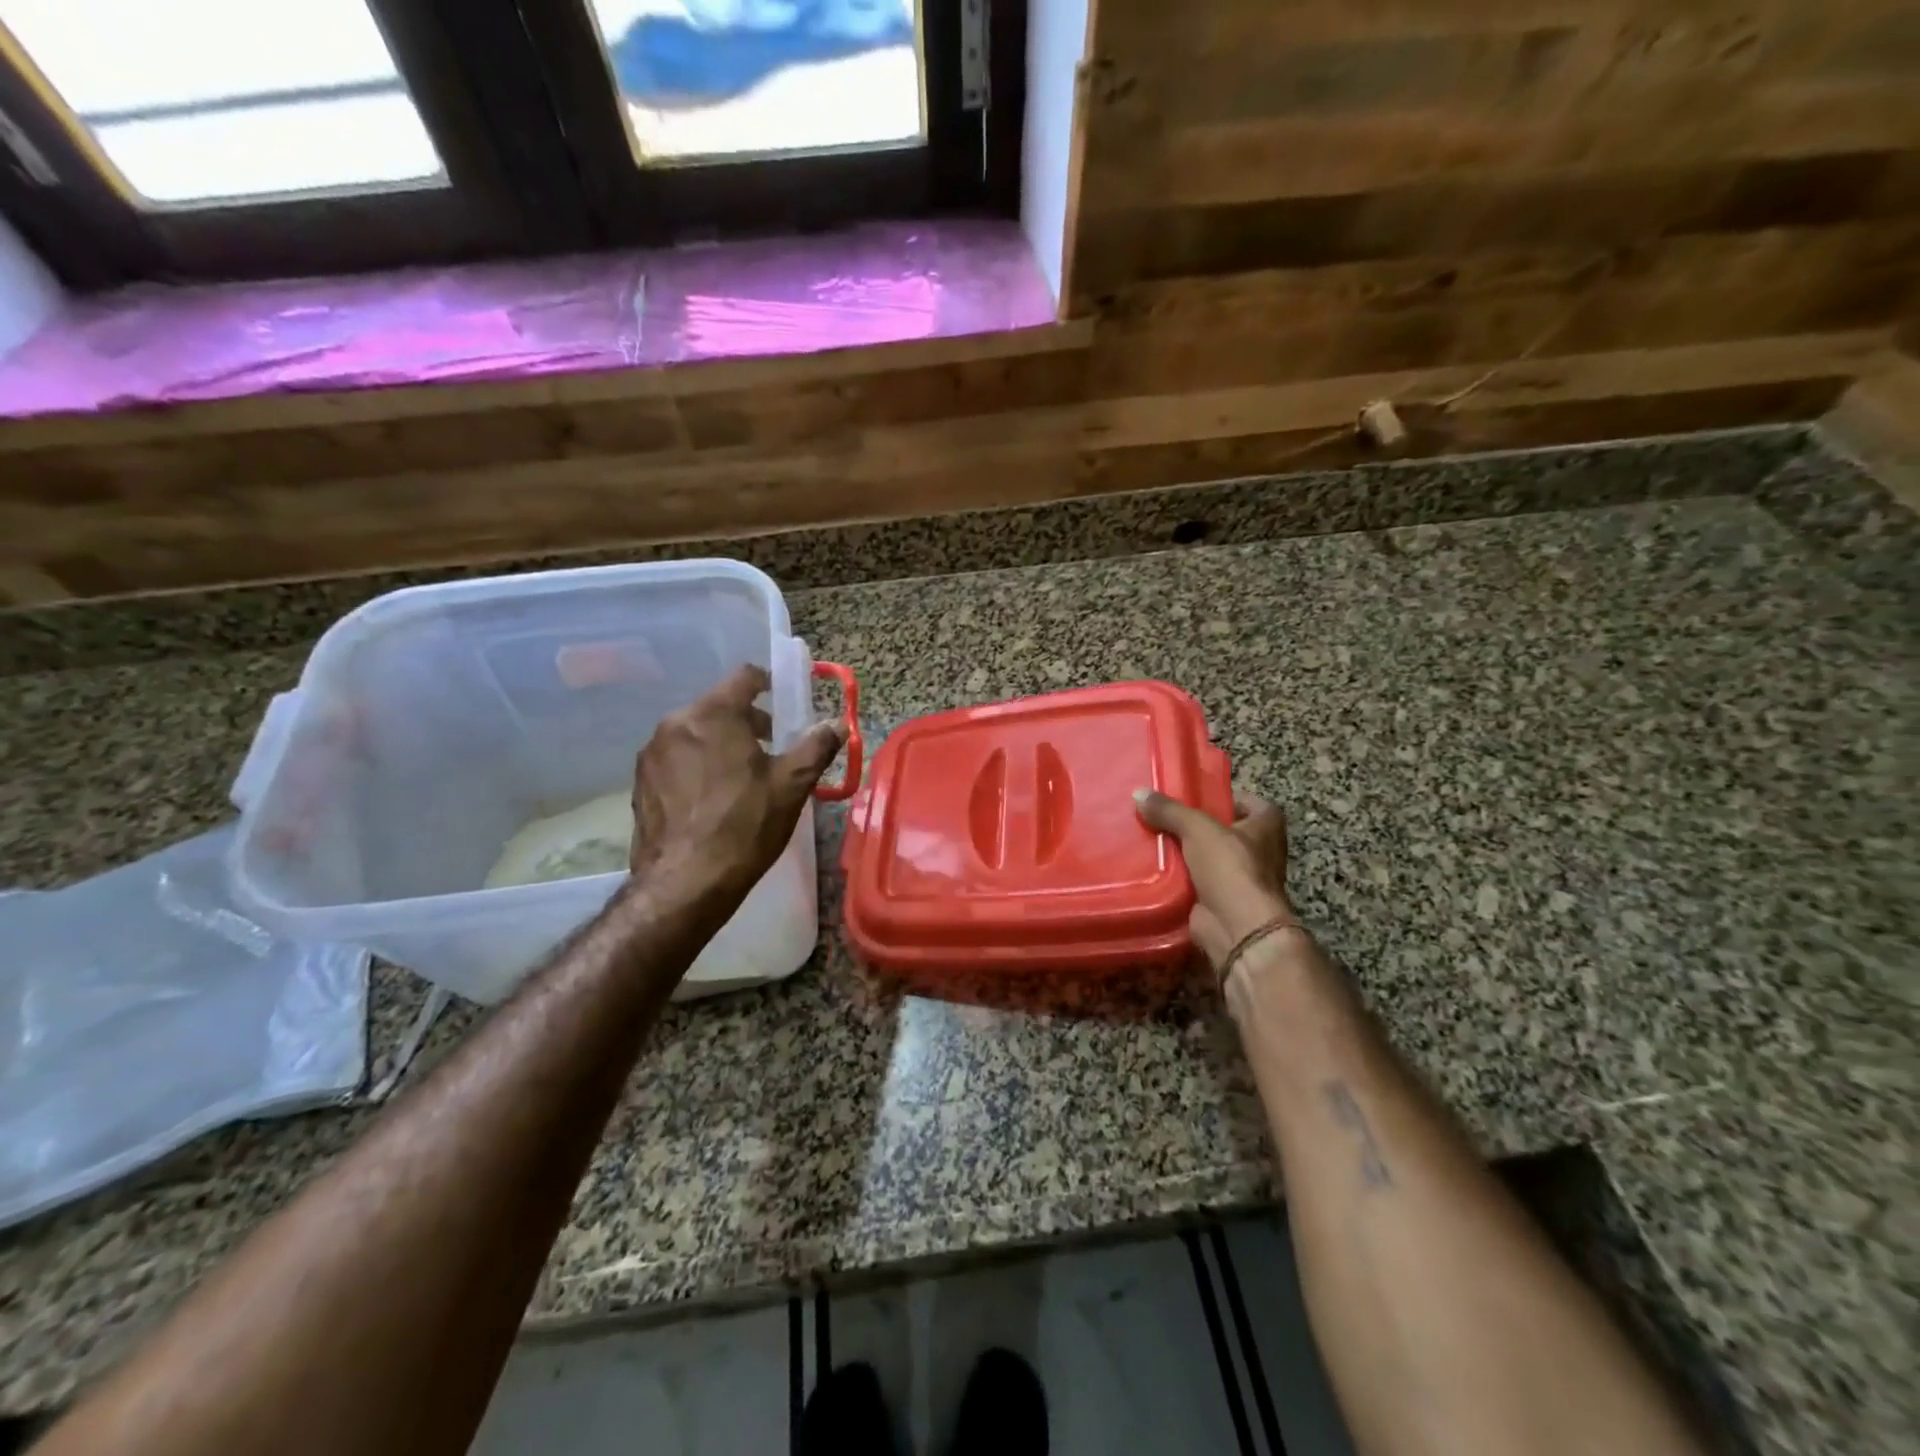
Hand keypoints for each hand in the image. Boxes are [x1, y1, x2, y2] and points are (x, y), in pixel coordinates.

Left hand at [630, 665, 843, 906]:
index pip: (744, 677)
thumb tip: (838, 724)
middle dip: (746, 720)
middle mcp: (675, 724)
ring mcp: (651, 754)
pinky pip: (675, 759)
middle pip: (717, 706)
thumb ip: (816, 747)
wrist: (685, 884)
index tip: (783, 702)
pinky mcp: (639, 783)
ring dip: (720, 743)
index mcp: (713, 714)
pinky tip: (711, 800)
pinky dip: (696, 766)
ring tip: (741, 778)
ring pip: (694, 733)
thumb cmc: (745, 826)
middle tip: (770, 749)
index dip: (768, 684)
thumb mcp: (792, 785)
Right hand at [1134, 789, 1297, 968]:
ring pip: (1206, 857)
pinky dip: (1177, 877)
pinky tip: (1152, 866)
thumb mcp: (1198, 828)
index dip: (1227, 799)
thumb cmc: (1230, 868)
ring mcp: (1240, 879)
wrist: (1237, 927)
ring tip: (1150, 836)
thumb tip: (1138, 793)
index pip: (1252, 804)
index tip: (1198, 797)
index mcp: (1266, 827)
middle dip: (1196, 825)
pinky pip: (1195, 881)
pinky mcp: (1220, 900)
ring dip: (1184, 852)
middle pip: (1224, 831)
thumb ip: (1170, 810)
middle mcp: (1258, 852)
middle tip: (1163, 815)